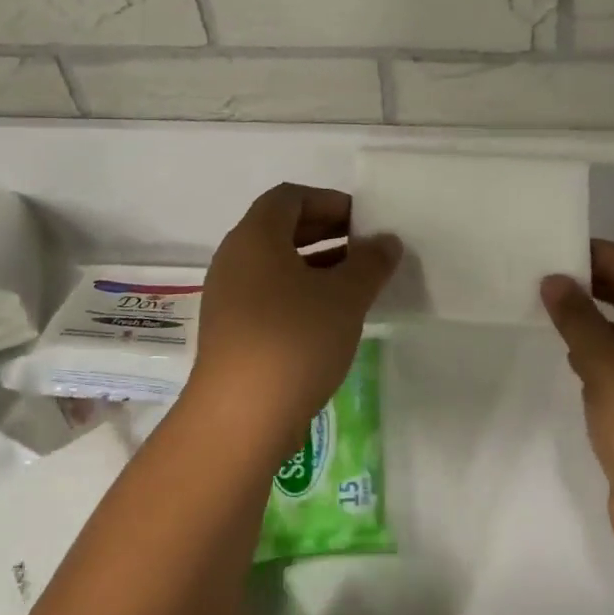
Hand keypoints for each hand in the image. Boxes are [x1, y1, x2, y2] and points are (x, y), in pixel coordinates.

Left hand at [193, 183, 400, 451]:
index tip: (363, 222)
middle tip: (365, 249)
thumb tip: (386, 242)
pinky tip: (330, 317)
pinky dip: (299, 292)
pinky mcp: (231, 330)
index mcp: (256, 237)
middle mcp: (234, 259)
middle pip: (280, 228)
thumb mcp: (345, 297)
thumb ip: (370, 262)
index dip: (329, 201)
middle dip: (326, 232)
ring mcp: (227, 296)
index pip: (290, 197)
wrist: (240, 417)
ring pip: (276, 265)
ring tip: (356, 283)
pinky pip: (268, 294)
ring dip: (316, 265)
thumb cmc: (295, 340)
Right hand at [541, 242, 613, 556]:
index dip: (613, 258)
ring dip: (603, 322)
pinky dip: (606, 357)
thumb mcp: (608, 364)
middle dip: (606, 287)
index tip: (572, 248)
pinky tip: (576, 362)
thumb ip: (579, 319)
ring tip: (561, 312)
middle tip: (561, 276)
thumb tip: (555, 281)